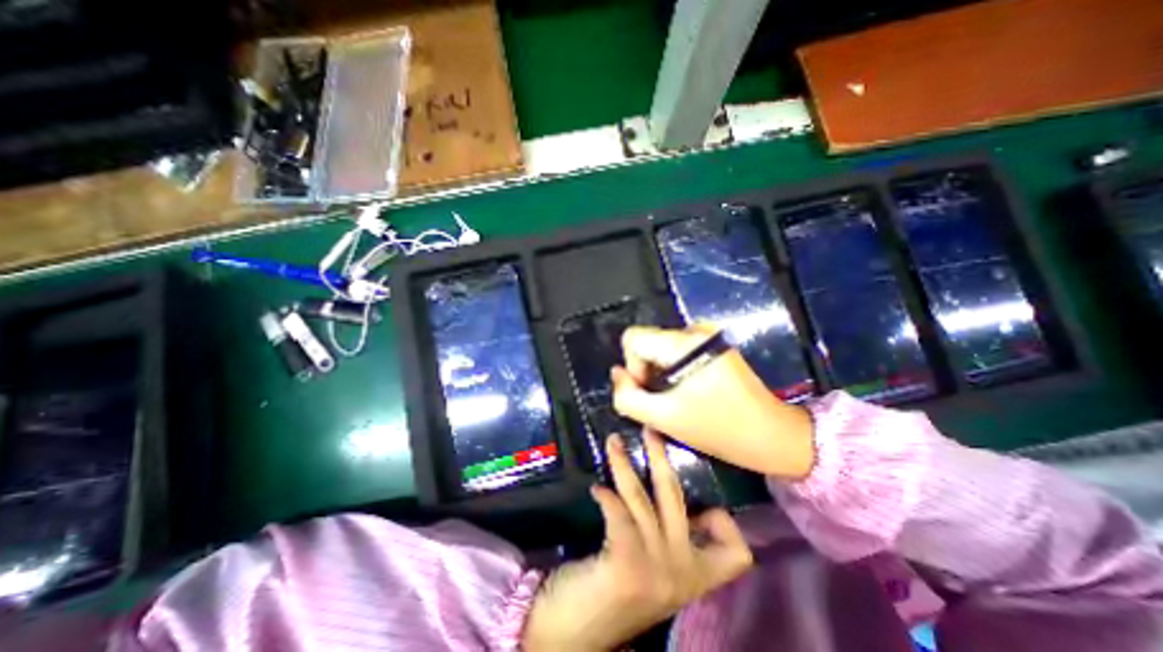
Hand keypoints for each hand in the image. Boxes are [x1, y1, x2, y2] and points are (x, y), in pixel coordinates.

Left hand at [521, 429, 754, 650]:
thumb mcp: (659, 568)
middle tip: (649, 429)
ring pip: (643, 498)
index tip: (702, 505)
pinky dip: (609, 498)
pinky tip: (597, 488)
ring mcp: (657, 568)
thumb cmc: (621, 592)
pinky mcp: (627, 565)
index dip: (725, 523)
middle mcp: (683, 571)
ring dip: (624, 465)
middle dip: (662, 457)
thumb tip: (675, 500)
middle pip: (676, 498)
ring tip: (613, 442)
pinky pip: (620, 516)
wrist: (580, 633)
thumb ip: (672, 539)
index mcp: (696, 575)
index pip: (736, 552)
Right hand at [613, 327, 810, 479]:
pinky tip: (689, 391)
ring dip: (660, 373)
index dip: (632, 366)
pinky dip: (674, 370)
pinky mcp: (715, 344)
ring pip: (661, 348)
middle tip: (664, 401)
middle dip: (647, 371)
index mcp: (684, 344)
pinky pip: (678, 351)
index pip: (633, 338)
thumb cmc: (719, 430)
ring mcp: (708, 336)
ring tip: (678, 398)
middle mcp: (695, 330)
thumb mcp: (664, 418)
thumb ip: (628, 396)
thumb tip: (617, 373)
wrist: (773, 434)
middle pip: (647, 342)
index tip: (650, 391)